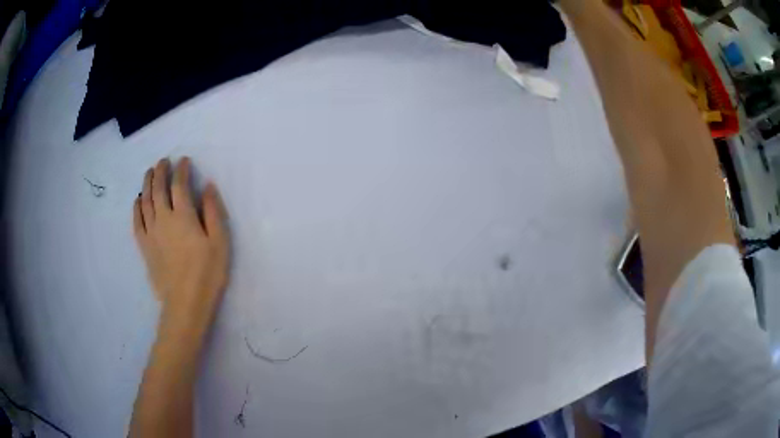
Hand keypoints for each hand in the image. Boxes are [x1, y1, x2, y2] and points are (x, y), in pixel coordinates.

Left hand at [133, 157, 229, 334]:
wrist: (185, 303)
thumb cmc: (207, 273)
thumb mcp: (220, 242)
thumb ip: (213, 211)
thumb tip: (208, 186)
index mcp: (183, 215)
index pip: (179, 184)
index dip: (181, 169)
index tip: (184, 161)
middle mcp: (163, 218)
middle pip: (158, 188)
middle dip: (160, 171)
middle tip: (163, 161)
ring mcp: (151, 232)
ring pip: (145, 201)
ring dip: (146, 183)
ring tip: (149, 173)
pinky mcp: (144, 246)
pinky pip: (136, 221)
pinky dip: (136, 207)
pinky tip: (137, 200)